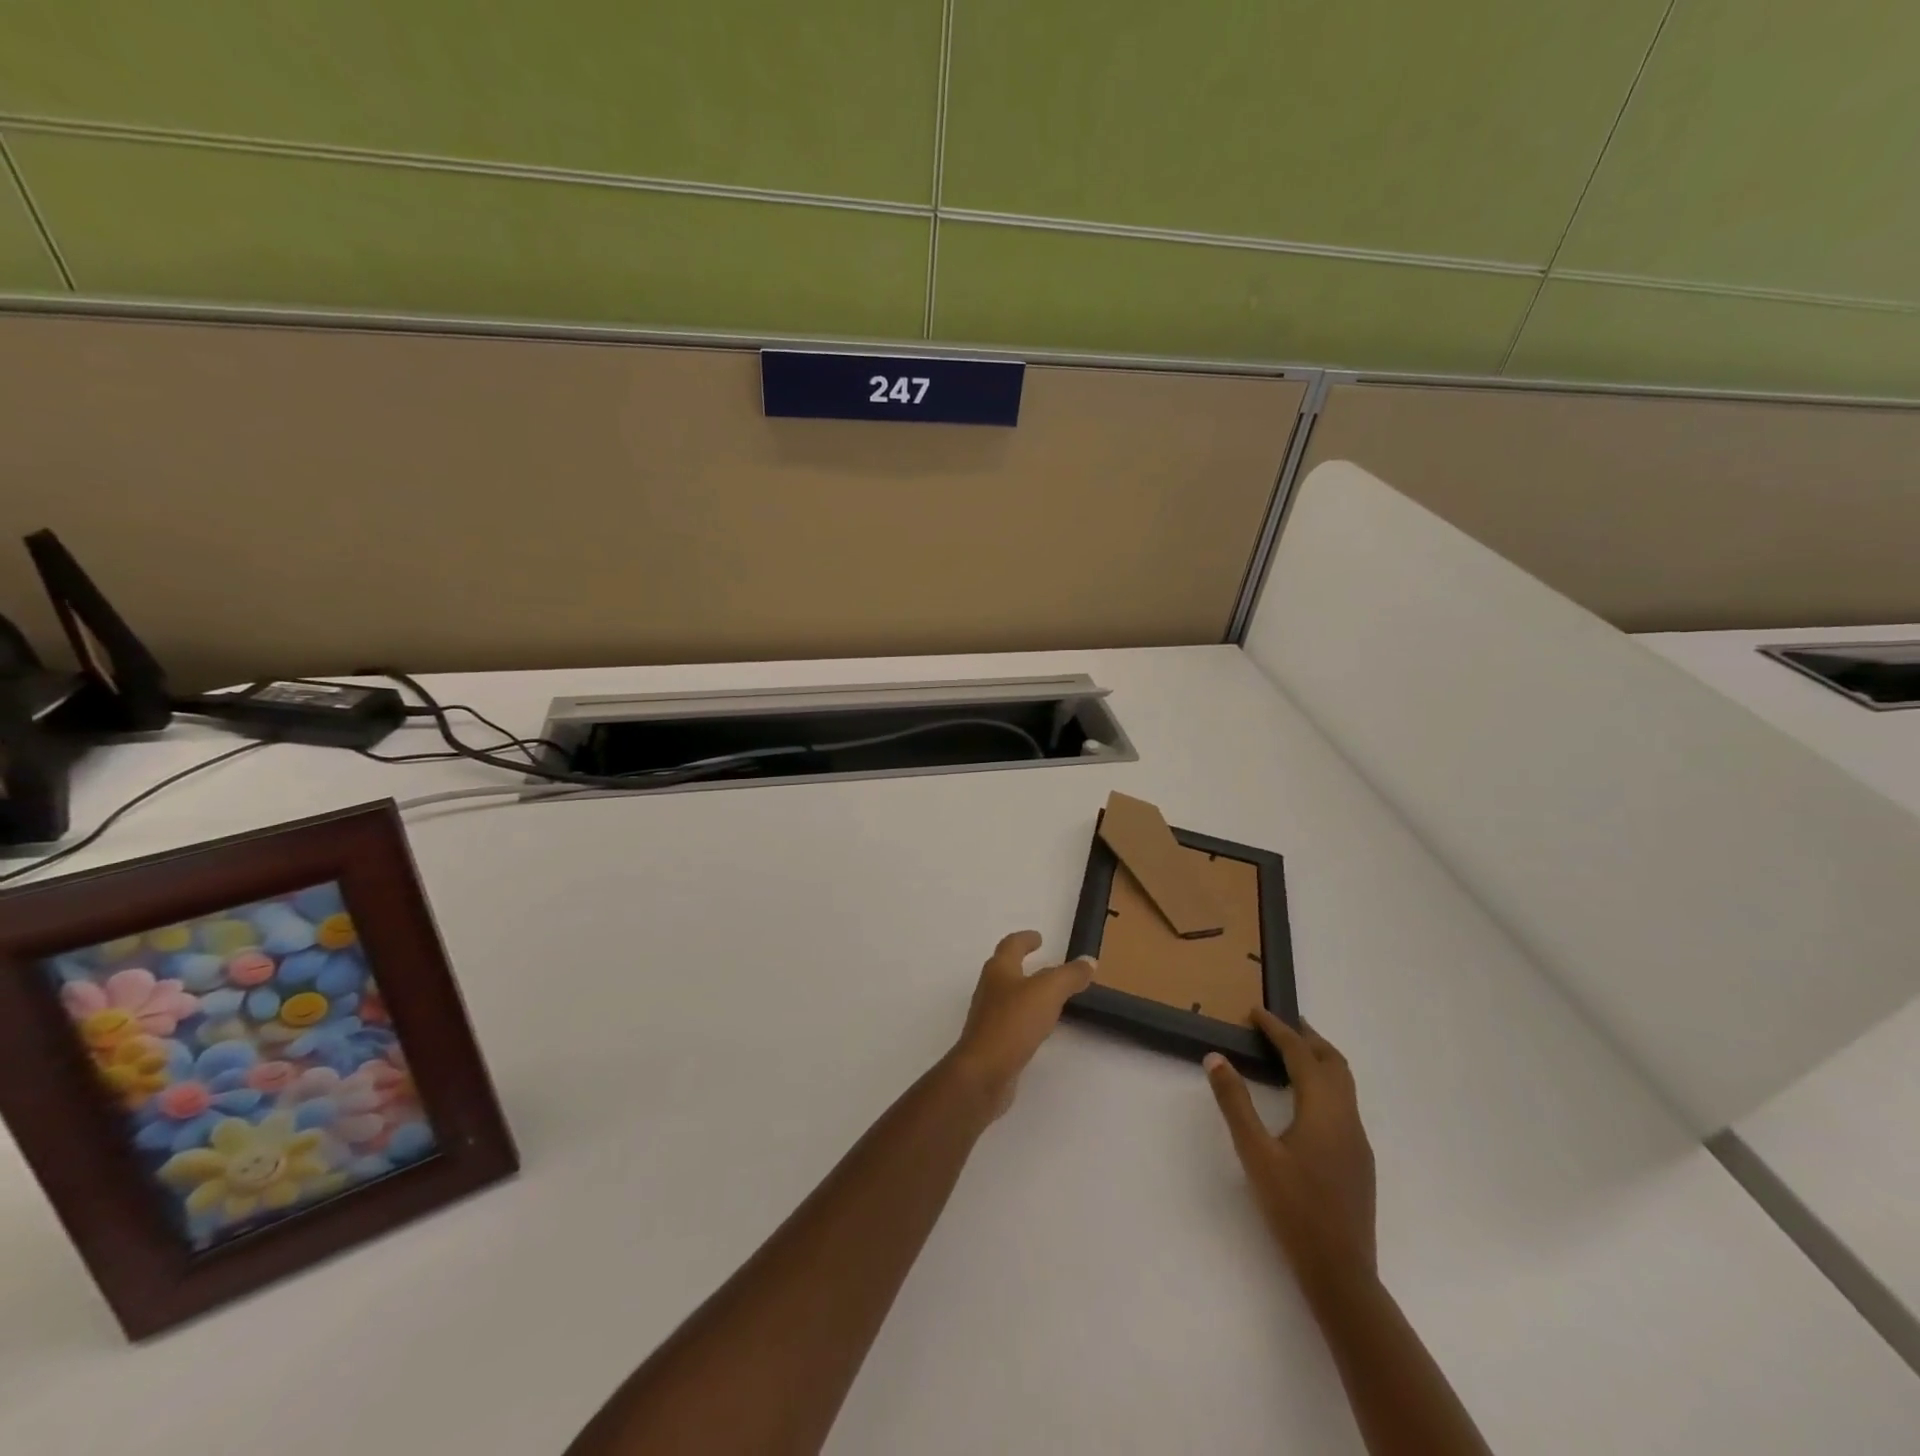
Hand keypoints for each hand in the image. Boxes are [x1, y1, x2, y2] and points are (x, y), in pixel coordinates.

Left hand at [946, 931, 1093, 1119]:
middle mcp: (990, 990)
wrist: (983, 1072)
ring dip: (1026, 993)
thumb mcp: (1048, 992)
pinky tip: (1039, 1029)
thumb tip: (1089, 961)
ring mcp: (988, 1017)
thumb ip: (1069, 976)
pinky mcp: (992, 1043)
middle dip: (1023, 965)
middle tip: (1046, 965)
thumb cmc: (1013, 1023)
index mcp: (999, 970)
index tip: (1038, 937)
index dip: (1025, 939)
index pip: (1011, 945)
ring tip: (1048, 997)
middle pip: (1006, 970)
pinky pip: (1012, 1023)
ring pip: (1009, 997)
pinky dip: (1026, 1019)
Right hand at [1205, 1011, 1376, 1286]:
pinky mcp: (1358, 1161)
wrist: (1341, 1274)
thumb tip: (1216, 1058)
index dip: (1279, 1030)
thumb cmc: (1294, 1210)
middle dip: (1307, 1037)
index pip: (1302, 1055)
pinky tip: (1303, 1100)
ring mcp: (1357, 1142)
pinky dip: (1323, 1084)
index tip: (1256, 1011)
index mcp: (1324, 1111)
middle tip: (1278, 1024)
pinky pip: (1343, 1104)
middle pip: (1334, 1063)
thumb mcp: (1255, 1153)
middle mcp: (1347, 1119)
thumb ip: (1235, 1103)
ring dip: (1318, 1060)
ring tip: (1290, 1052)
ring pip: (1343, 1084)